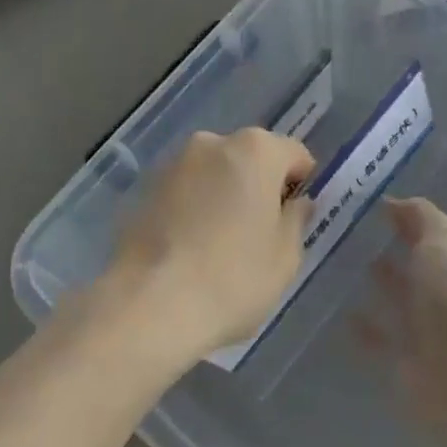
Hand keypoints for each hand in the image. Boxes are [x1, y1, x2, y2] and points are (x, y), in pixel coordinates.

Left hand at [103, 129, 313, 364]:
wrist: (148, 304)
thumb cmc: (232, 278)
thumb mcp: (285, 258)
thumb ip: (296, 220)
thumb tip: (295, 203)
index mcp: (257, 150)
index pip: (294, 155)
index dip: (300, 184)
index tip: (294, 219)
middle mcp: (214, 142)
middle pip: (251, 158)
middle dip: (259, 185)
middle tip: (259, 233)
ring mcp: (175, 162)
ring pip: (215, 172)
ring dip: (224, 194)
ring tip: (220, 243)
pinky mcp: (146, 187)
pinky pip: (186, 190)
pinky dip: (194, 206)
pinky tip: (190, 246)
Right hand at [357, 197, 446, 419]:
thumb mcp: (444, 238)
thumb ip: (420, 216)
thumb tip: (394, 203)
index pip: (433, 231)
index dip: (406, 217)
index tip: (366, 204)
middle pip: (417, 265)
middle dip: (390, 249)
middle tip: (344, 232)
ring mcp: (430, 330)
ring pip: (398, 300)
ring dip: (377, 285)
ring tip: (338, 264)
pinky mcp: (408, 362)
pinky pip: (380, 338)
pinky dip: (363, 327)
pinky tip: (338, 311)